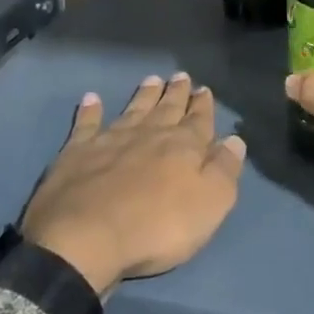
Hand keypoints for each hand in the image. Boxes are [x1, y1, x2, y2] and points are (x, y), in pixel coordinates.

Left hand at [21, 72, 243, 295]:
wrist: (87, 237)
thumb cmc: (157, 227)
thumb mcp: (210, 204)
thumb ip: (224, 170)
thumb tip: (235, 140)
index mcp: (183, 147)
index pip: (199, 121)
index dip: (203, 106)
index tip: (204, 89)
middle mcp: (149, 135)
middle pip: (166, 109)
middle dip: (176, 93)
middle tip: (181, 76)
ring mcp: (111, 140)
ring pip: (133, 110)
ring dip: (144, 95)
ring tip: (152, 80)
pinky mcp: (78, 152)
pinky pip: (87, 124)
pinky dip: (91, 111)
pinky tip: (92, 99)